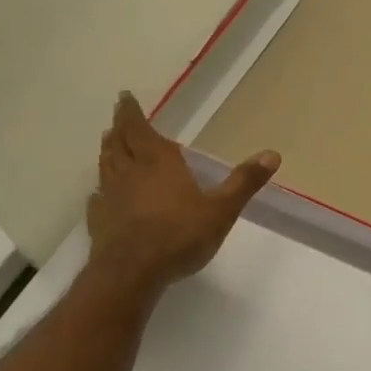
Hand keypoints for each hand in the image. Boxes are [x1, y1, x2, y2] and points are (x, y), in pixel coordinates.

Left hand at [87, 92, 279, 296]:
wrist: (132, 273)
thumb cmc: (179, 235)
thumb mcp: (221, 209)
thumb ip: (244, 182)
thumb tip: (272, 154)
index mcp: (158, 162)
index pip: (140, 129)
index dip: (131, 112)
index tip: (124, 97)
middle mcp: (130, 172)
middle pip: (119, 143)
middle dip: (118, 128)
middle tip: (116, 118)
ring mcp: (110, 197)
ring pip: (106, 166)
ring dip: (107, 151)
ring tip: (108, 143)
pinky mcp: (99, 221)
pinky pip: (97, 198)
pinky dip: (99, 190)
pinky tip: (100, 194)